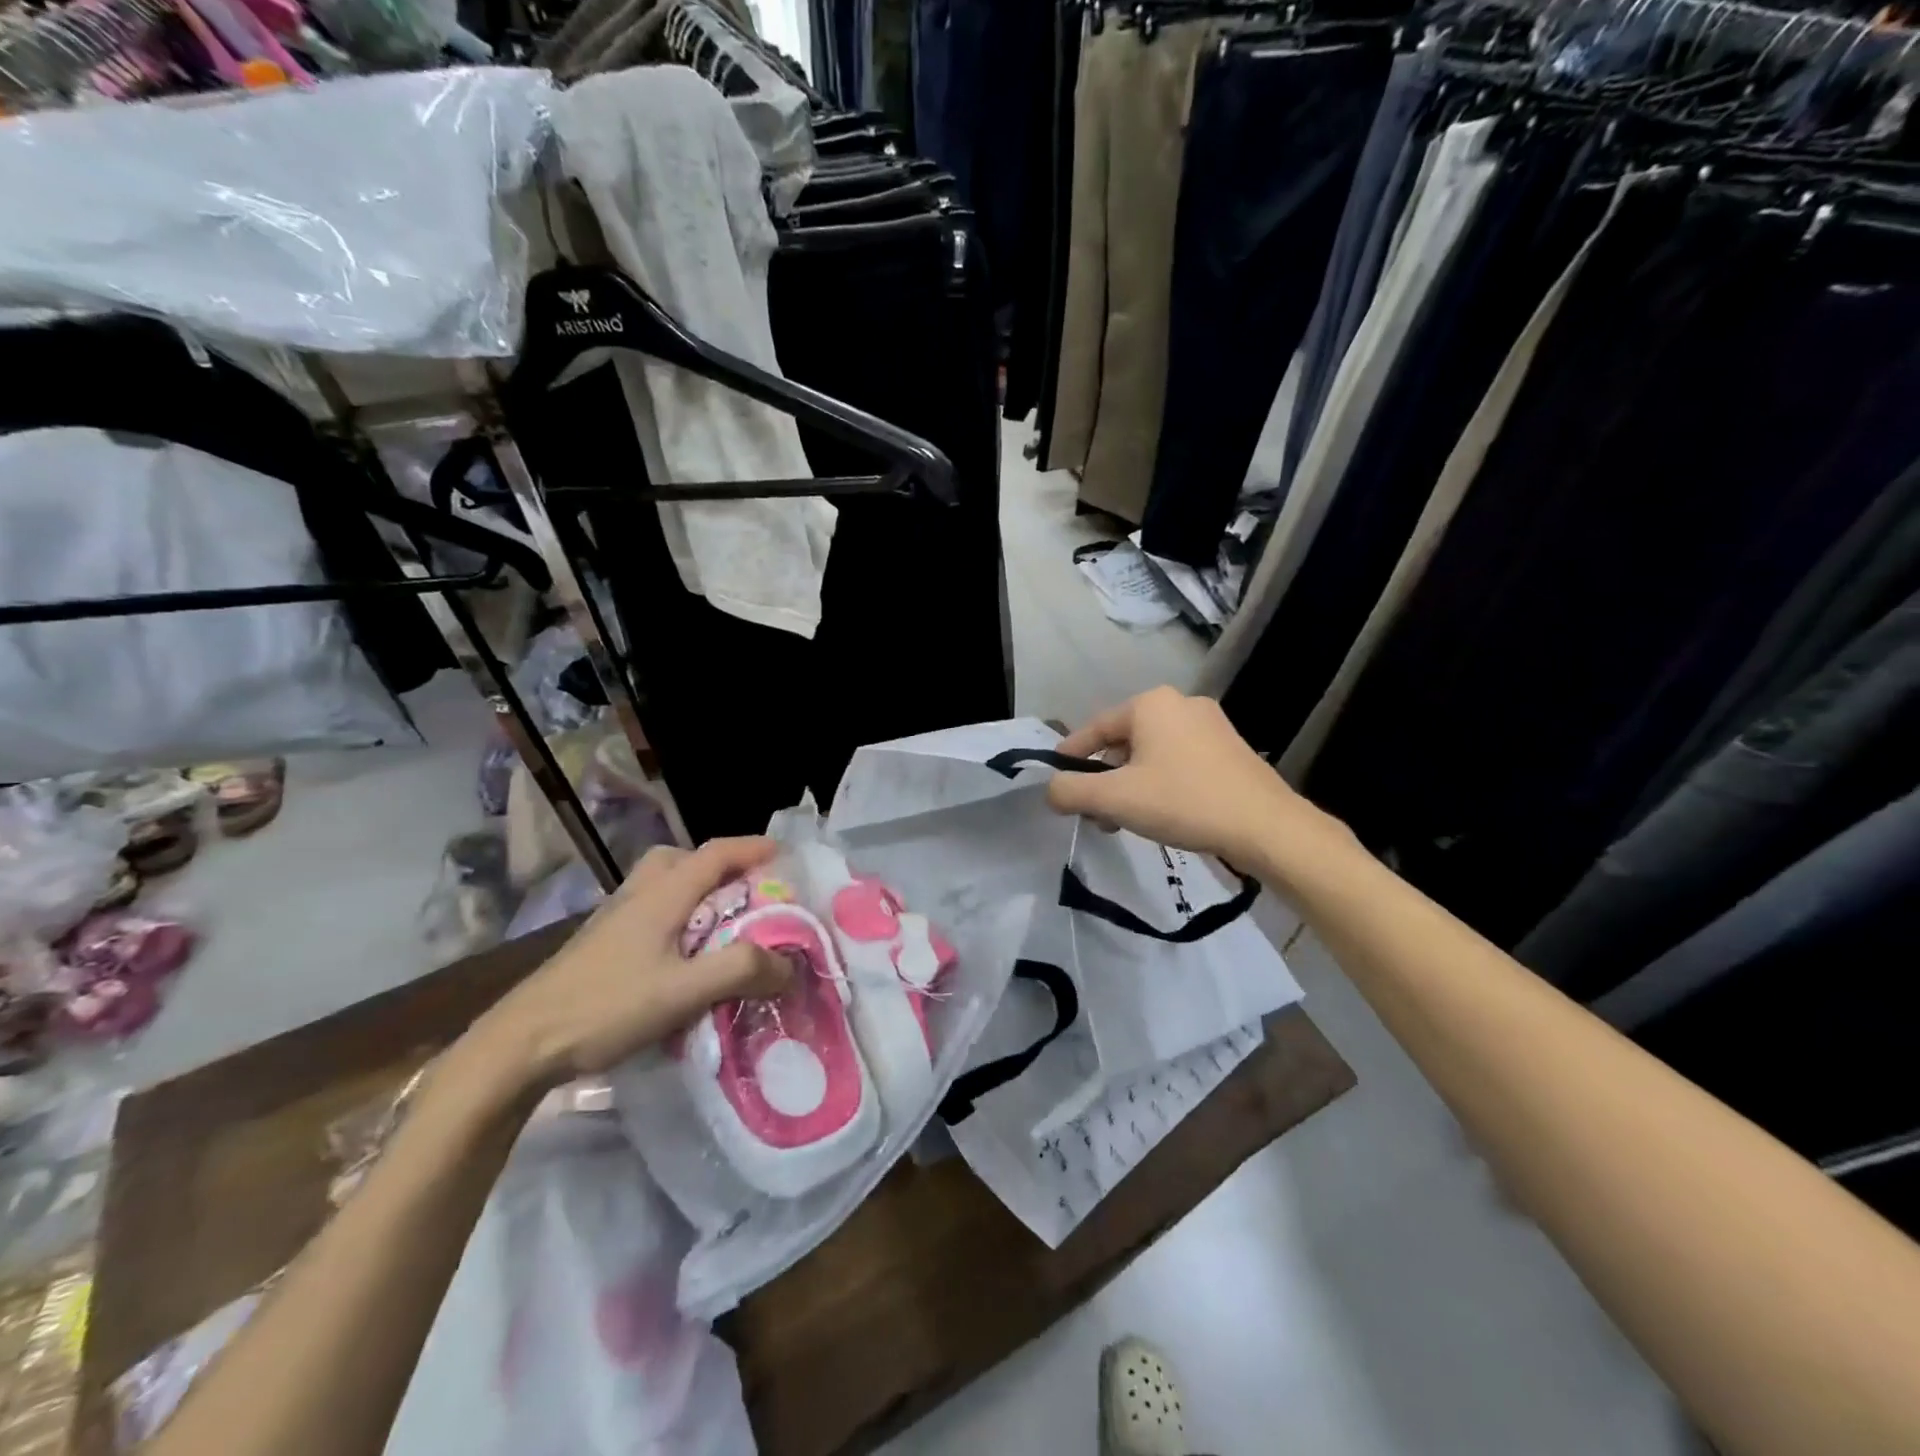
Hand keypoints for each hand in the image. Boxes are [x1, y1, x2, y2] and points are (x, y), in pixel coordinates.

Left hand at [476, 837, 790, 1088]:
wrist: (520, 1044)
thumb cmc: (606, 1008)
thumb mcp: (683, 992)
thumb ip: (739, 971)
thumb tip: (789, 964)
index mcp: (662, 895)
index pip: (716, 853)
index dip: (752, 848)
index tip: (785, 853)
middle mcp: (638, 895)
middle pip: (683, 858)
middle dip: (720, 865)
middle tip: (748, 888)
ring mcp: (614, 918)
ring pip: (662, 883)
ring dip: (696, 888)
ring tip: (720, 921)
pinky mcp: (600, 943)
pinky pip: (650, 909)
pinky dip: (676, 913)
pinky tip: (681, 952)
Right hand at [1045, 687, 1352, 875]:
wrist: (1266, 827)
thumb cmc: (1183, 802)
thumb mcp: (1115, 799)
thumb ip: (1071, 792)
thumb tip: (1051, 791)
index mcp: (1151, 704)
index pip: (1095, 728)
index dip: (1070, 754)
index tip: (1055, 779)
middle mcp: (1181, 704)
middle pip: (1124, 741)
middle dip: (1104, 777)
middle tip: (1093, 811)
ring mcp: (1211, 725)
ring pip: (1151, 754)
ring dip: (1130, 784)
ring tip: (1123, 820)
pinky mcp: (1230, 750)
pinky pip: (1178, 761)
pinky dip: (1159, 783)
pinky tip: (1160, 814)